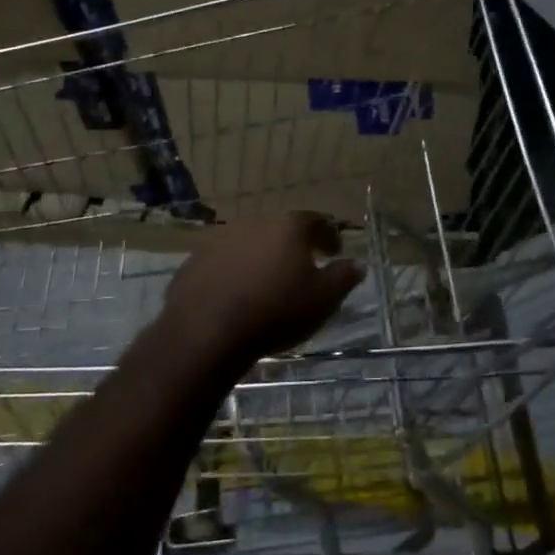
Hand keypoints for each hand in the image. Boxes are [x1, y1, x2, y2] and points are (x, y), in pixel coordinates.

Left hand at [160, 213, 364, 369]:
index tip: (334, 253)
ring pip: (251, 243)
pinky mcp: (195, 259)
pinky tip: (236, 294)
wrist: (206, 332)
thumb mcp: (322, 300)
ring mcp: (221, 238)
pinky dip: (235, 271)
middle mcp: (255, 222)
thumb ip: (343, 277)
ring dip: (262, 258)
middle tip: (302, 267)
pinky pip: (224, 261)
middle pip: (281, 229)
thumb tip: (359, 263)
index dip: (329, 236)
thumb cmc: (275, 312)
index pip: (317, 222)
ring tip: (267, 283)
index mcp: (290, 226)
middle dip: (294, 246)